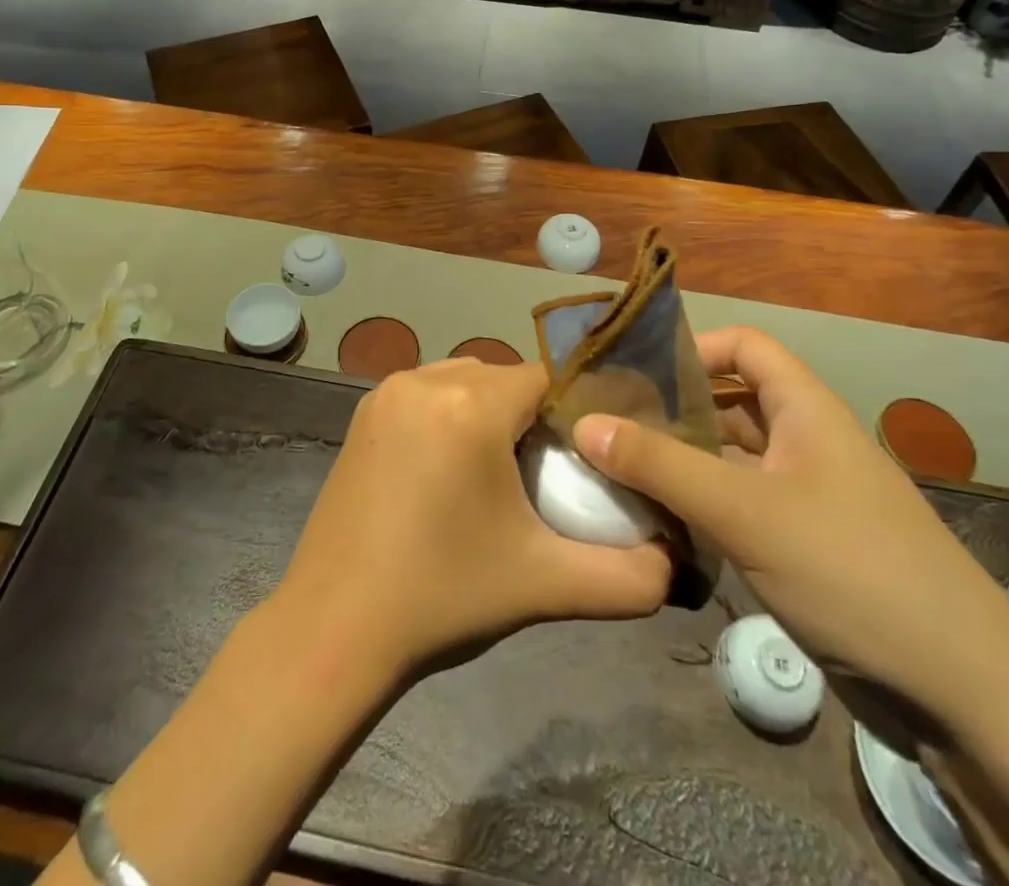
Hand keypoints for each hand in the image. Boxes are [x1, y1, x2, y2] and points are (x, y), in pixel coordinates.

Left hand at [276, 358, 670, 682]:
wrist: (333, 628)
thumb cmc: (442, 598)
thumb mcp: (545, 585)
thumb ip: (629, 577)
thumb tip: (675, 566)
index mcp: (469, 406)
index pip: (545, 379)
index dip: (573, 412)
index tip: (584, 457)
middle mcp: (424, 381)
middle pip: (504, 378)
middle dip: (531, 415)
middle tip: (544, 474)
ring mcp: (386, 393)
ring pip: (464, 380)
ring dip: (489, 412)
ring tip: (498, 474)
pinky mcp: (363, 414)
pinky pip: (427, 393)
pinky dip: (449, 415)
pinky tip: (449, 471)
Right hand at [573, 327, 1008, 728]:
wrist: (964, 697)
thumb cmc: (853, 573)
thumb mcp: (746, 512)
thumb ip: (661, 465)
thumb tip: (584, 424)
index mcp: (807, 410)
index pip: (744, 346)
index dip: (692, 347)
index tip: (634, 373)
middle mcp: (807, 441)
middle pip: (730, 401)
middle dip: (672, 407)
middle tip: (607, 422)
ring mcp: (807, 496)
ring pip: (731, 457)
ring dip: (681, 459)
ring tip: (617, 467)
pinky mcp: (804, 545)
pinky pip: (740, 504)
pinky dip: (701, 504)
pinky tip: (659, 520)